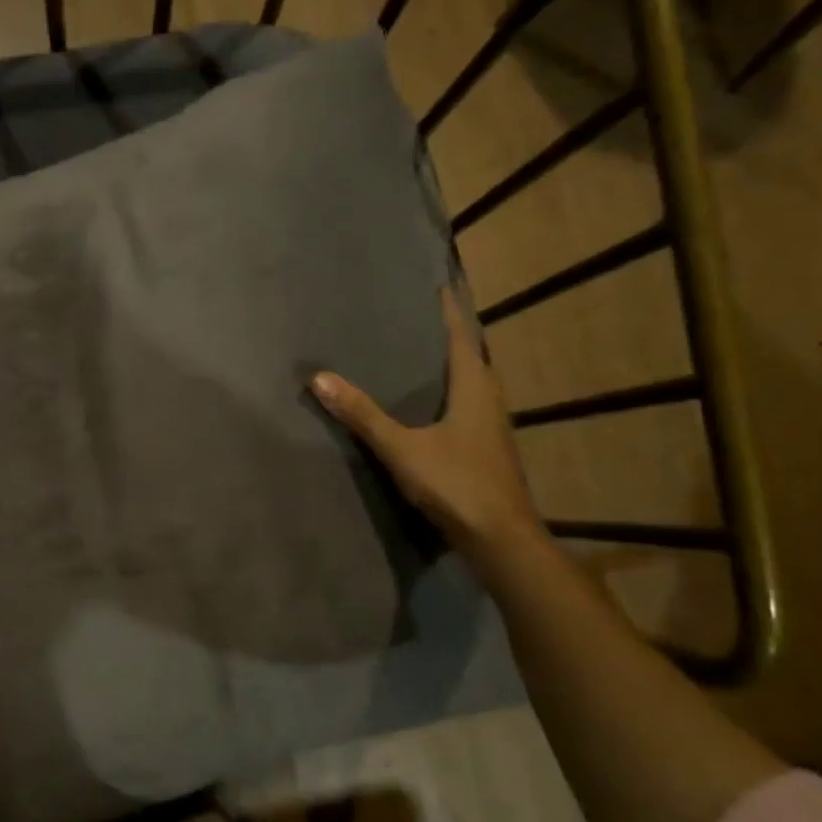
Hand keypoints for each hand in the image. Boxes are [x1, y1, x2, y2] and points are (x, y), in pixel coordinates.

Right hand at [310, 287, 542, 557]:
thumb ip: (362, 414)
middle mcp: (489, 398)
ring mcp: (491, 425)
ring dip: (450, 363)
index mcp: (475, 387)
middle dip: (448, 333)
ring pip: (471, 381)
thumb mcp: (402, 448)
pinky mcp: (487, 447)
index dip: (450, 309)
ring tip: (418, 351)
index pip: (462, 335)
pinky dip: (449, 390)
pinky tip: (429, 403)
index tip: (439, 283)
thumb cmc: (456, 483)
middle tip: (417, 315)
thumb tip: (320, 378)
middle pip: (470, 354)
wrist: (501, 539)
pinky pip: (467, 403)